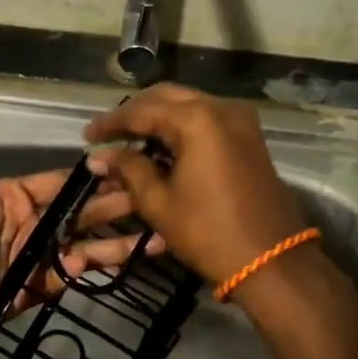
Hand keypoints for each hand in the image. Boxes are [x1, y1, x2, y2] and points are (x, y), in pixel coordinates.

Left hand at [0, 85, 141, 340]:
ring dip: (118, 240)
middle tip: (155, 194)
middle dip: (114, 203)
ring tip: (158, 234)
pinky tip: (132, 256)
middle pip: (79, 212)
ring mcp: (33, 257)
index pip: (59, 181)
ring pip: (84, 244)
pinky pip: (73, 274)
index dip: (91, 175)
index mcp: (11, 195)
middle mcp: (27, 224)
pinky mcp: (37, 286)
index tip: (128, 162)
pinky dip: (99, 266)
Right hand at [84, 84, 306, 285]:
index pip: (142, 111)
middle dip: (135, 113)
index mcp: (197, 119)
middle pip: (166, 97)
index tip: (86, 136)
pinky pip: (207, 119)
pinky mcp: (249, 136)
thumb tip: (100, 155)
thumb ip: (129, 169)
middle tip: (108, 133)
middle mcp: (221, 108)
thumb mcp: (159, 202)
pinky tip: (161, 145)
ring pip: (188, 105)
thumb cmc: (208, 232)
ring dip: (158, 117)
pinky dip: (181, 126)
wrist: (271, 260)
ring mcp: (240, 120)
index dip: (111, 123)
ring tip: (130, 139)